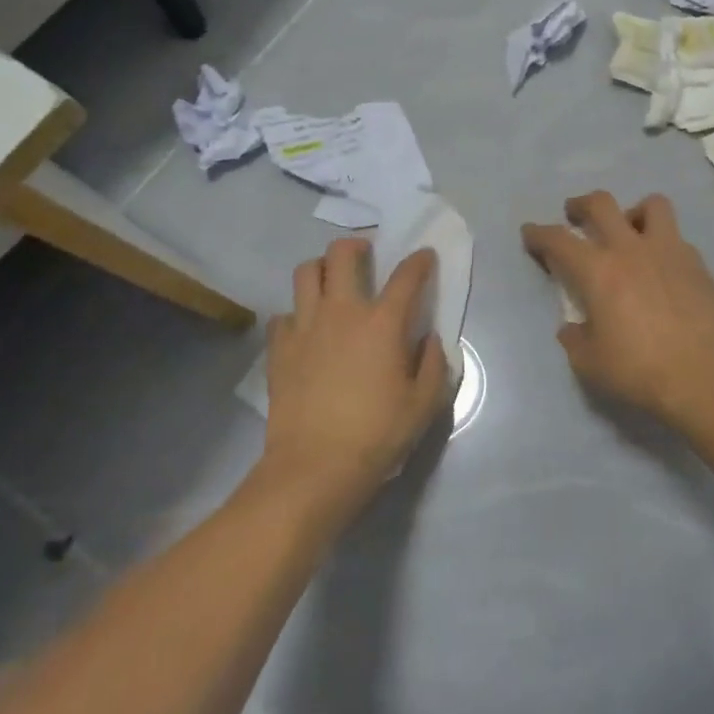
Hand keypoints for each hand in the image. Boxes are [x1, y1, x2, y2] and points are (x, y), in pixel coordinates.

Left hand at [262, 238, 450, 510]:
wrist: (315, 467)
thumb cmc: (377, 435)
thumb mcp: (424, 405)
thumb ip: (433, 364)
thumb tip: (428, 339)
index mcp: (383, 323)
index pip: (407, 276)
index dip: (419, 261)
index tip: (424, 257)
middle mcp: (343, 312)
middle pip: (343, 254)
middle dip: (356, 246)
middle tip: (365, 257)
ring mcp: (305, 326)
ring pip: (306, 272)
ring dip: (321, 270)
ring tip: (332, 284)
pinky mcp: (279, 348)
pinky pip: (284, 314)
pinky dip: (296, 314)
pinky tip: (306, 330)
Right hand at [521, 191, 713, 427]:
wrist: (705, 377)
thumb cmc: (640, 370)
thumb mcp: (590, 363)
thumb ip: (575, 338)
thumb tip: (573, 327)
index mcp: (598, 271)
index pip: (558, 239)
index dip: (539, 233)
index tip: (530, 233)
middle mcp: (631, 249)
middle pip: (602, 204)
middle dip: (581, 205)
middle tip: (575, 215)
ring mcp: (669, 251)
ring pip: (651, 205)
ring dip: (633, 212)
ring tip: (629, 231)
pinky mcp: (697, 264)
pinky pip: (676, 237)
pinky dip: (662, 243)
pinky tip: (661, 267)